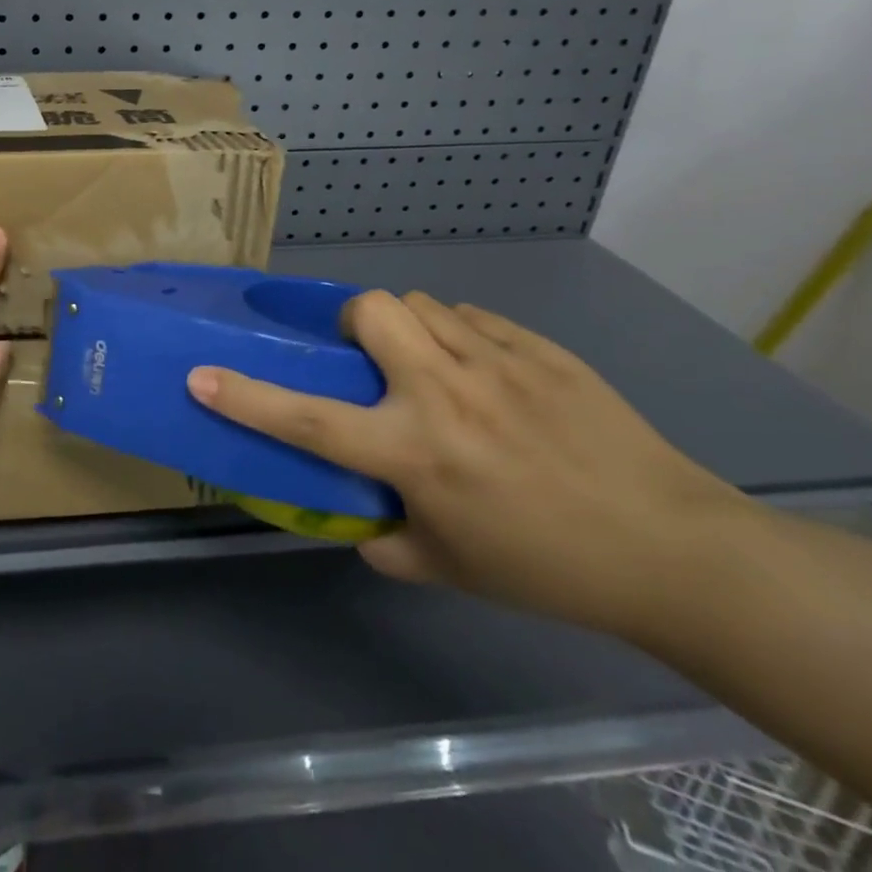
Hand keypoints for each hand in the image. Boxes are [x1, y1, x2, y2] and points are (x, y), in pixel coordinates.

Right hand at [187, 290, 753, 637]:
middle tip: (368, 357)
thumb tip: (354, 515)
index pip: (308, 420)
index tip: (200, 375)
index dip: (245, 397)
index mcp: (415, 452)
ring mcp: (496, 361)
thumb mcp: (448, 568)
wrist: (671, 549)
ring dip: (407, 327)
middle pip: (372, 310)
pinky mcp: (539, 348)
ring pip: (421, 303)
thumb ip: (385, 538)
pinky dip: (458, 334)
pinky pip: (472, 316)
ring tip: (429, 364)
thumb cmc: (548, 567)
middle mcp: (444, 392)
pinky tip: (484, 372)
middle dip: (354, 322)